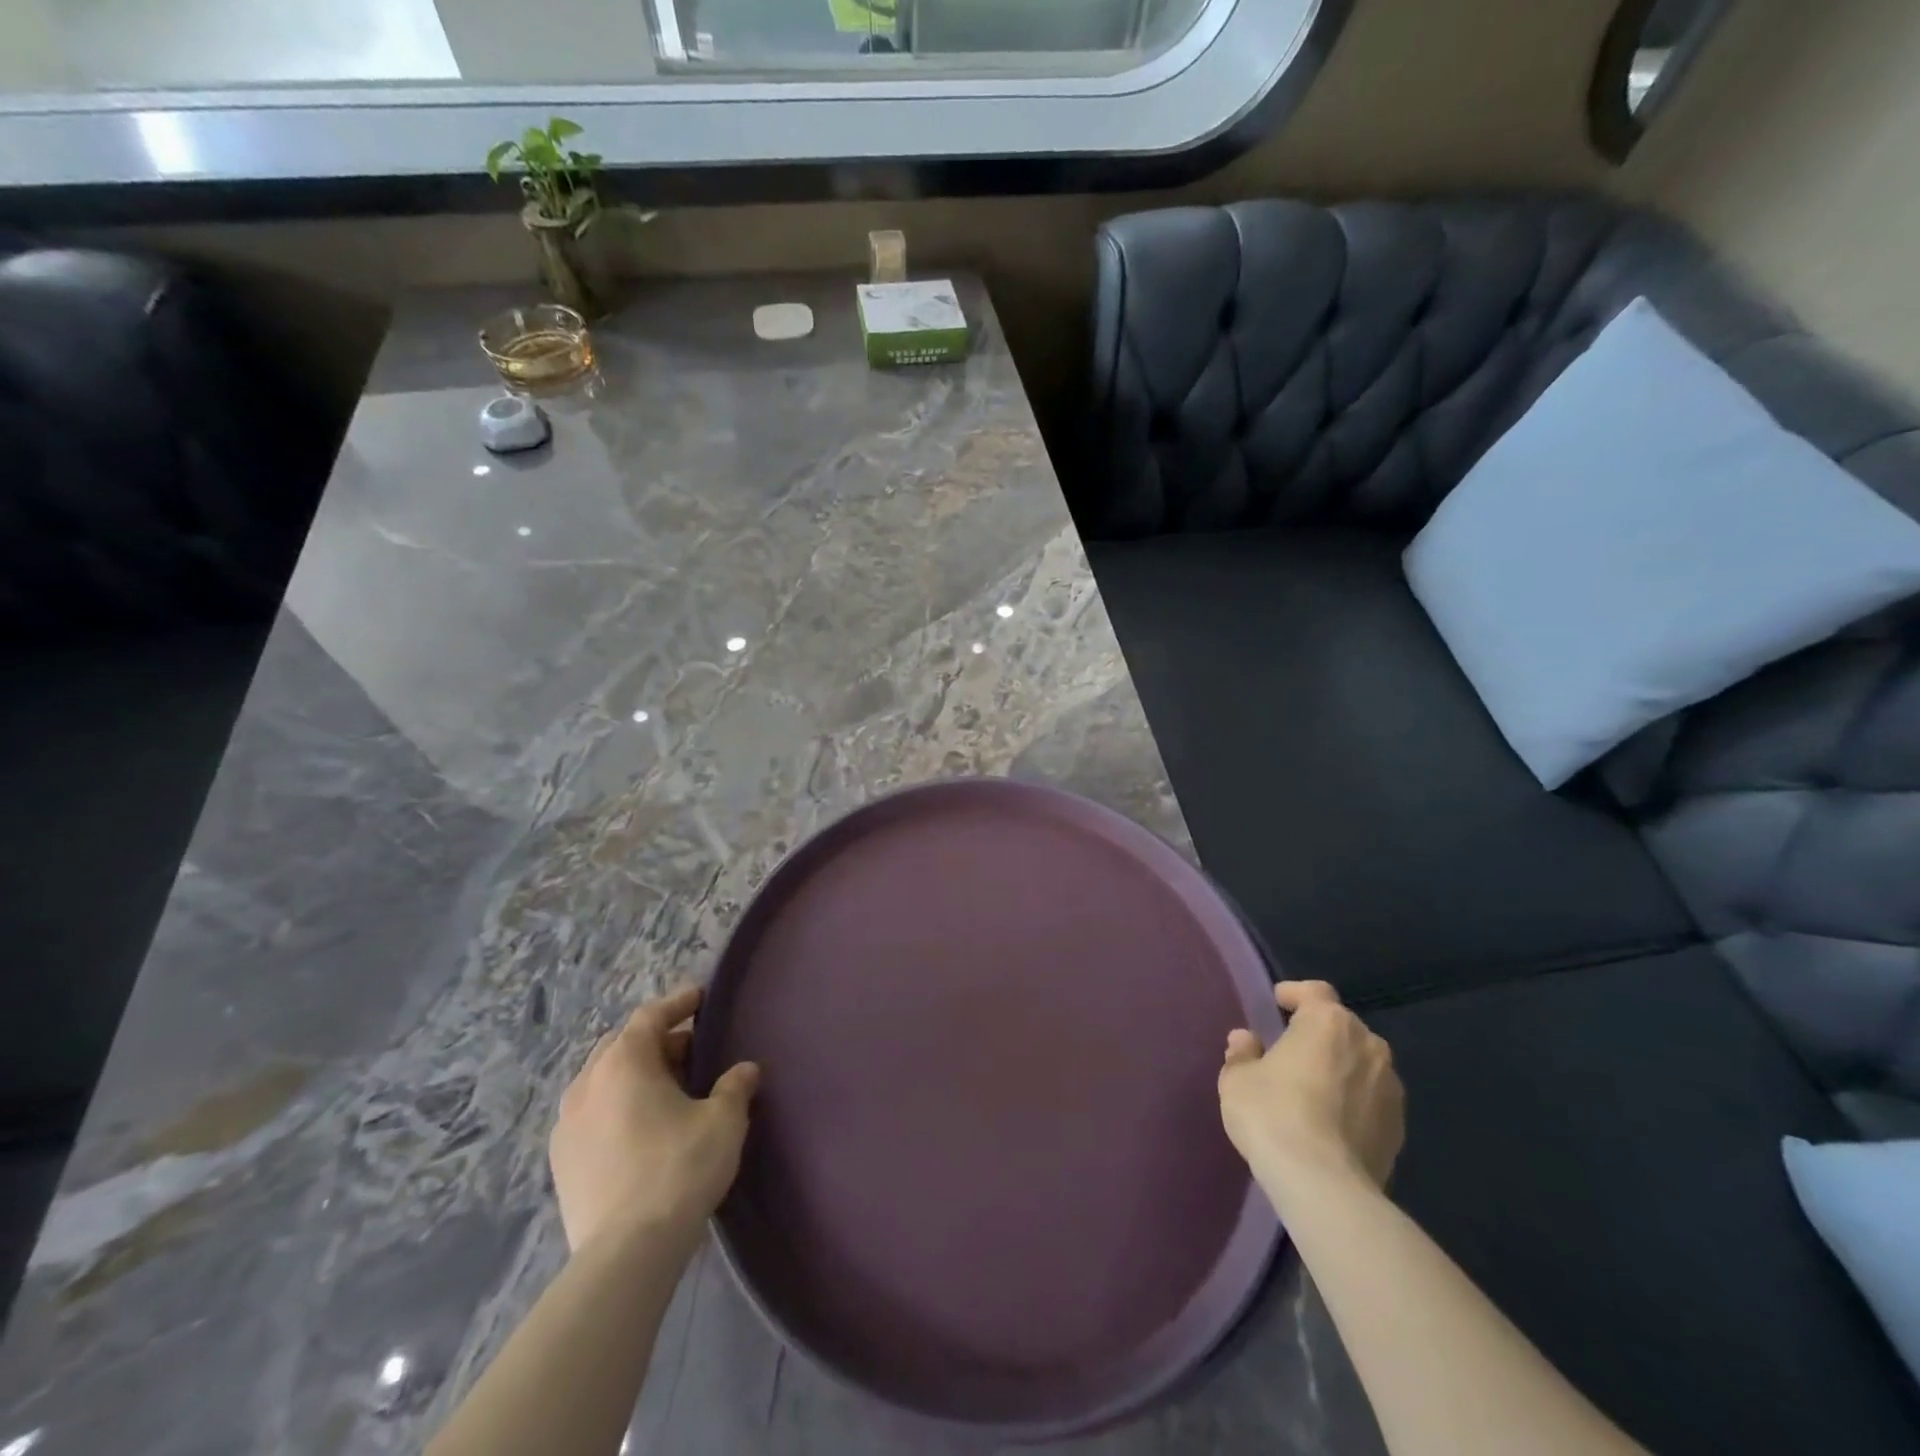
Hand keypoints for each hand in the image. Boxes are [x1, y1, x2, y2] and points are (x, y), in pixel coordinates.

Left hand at [549, 985, 759, 1253]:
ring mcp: (567, 1123)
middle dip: (657, 1040)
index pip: (651, 1016)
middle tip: (691, 1050)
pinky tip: (639, 1127)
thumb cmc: (679, 1168)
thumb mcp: (722, 1121)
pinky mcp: (561, 1160)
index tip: (700, 997)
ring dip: (634, 1075)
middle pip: (623, 1045)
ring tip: (666, 1089)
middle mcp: (588, 1082)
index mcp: (624, 1062)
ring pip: (603, 1079)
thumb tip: (744, 1070)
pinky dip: (616, 1105)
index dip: (678, 1003)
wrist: (626, 1252)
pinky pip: (591, 1113)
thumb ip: (734, 1087)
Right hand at [1218, 980, 1403, 1196]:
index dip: (1295, 994)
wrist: (1324, 1186)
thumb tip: (1246, 1040)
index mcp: (1328, 1022)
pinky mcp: (1400, 1128)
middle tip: (1290, 1051)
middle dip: (1318, 1034)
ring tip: (1313, 1089)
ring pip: (1361, 1063)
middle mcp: (1368, 1045)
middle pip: (1341, 1027)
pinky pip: (1371, 1100)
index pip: (1315, 991)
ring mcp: (1390, 1088)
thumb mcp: (1238, 1079)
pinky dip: (1353, 1101)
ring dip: (1339, 1067)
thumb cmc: (1274, 1115)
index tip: (1277, 1004)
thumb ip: (1243, 1053)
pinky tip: (1331, 1122)